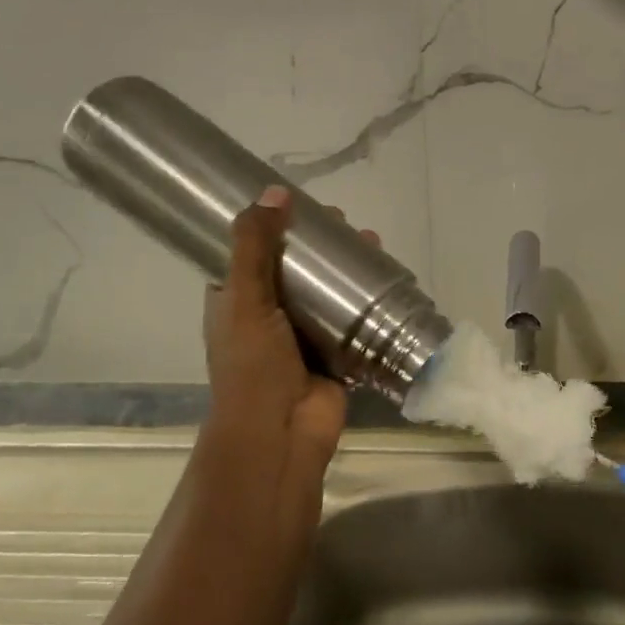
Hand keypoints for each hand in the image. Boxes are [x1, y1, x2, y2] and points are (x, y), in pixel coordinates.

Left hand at [201, 186, 372, 507]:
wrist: (279, 433)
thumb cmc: (252, 365)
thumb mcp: (245, 298)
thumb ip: (255, 246)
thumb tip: (275, 191)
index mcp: (236, 301)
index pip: (252, 252)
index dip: (274, 226)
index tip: (301, 204)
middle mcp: (269, 315)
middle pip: (298, 269)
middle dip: (322, 246)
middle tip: (345, 224)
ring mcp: (304, 336)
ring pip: (329, 292)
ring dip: (349, 269)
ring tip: (372, 244)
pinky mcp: (336, 354)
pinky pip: (355, 320)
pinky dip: (369, 302)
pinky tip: (388, 280)